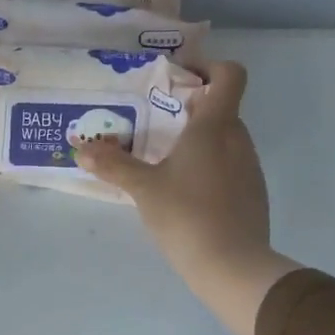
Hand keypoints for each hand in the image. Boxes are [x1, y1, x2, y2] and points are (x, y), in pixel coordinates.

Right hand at [77, 60, 301, 334]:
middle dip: (190, 110)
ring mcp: (250, 169)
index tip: (180, 78)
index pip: (229, 76)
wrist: (233, 267)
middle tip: (155, 123)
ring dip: (198, 141)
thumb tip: (82, 149)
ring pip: (225, 140)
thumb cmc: (186, 215)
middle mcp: (239, 140)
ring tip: (164, 161)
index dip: (209, 67)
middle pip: (222, 109)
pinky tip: (185, 194)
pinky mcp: (253, 195)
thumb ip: (113, 165)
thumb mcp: (143, 188)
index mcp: (215, 127)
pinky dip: (209, 168)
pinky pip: (230, 167)